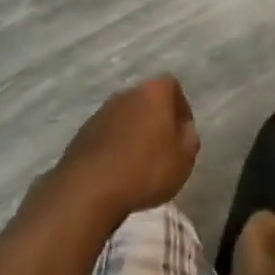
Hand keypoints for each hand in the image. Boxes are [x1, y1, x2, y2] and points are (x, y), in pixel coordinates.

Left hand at [52, 77, 200, 222]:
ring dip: (135, 133)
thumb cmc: (146, 169)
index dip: (181, 108)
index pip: (172, 86)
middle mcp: (126, 93)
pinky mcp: (84, 131)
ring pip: (127, 117)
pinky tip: (118, 171)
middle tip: (163, 149)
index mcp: (153, 92)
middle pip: (147, 100)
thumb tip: (184, 129)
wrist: (90, 187)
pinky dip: (116, 146)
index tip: (183, 133)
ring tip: (140, 164)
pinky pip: (108, 134)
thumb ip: (189, 138)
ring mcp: (102, 111)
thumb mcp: (183, 159)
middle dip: (157, 120)